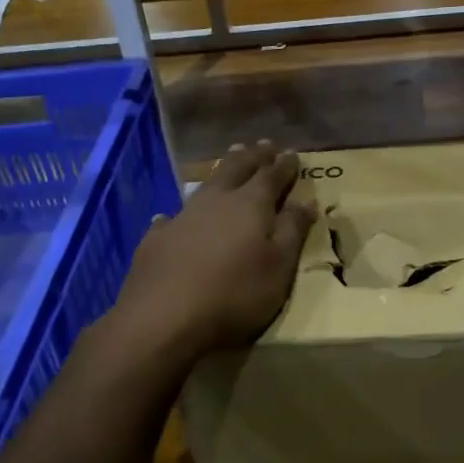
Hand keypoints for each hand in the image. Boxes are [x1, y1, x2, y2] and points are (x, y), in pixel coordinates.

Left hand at [109, 141, 315, 360]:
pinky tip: (171, 216)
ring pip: (206, 184)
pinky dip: (180, 213)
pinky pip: (172, 216)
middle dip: (253, 156)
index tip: (292, 153)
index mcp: (251, 205)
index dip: (284, 165)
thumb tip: (307, 200)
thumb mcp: (278, 267)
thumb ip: (293, 231)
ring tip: (229, 158)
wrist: (162, 317)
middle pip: (237, 168)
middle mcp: (216, 201)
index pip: (272, 176)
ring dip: (221, 171)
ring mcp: (182, 216)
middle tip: (263, 144)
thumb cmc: (234, 294)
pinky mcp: (157, 239)